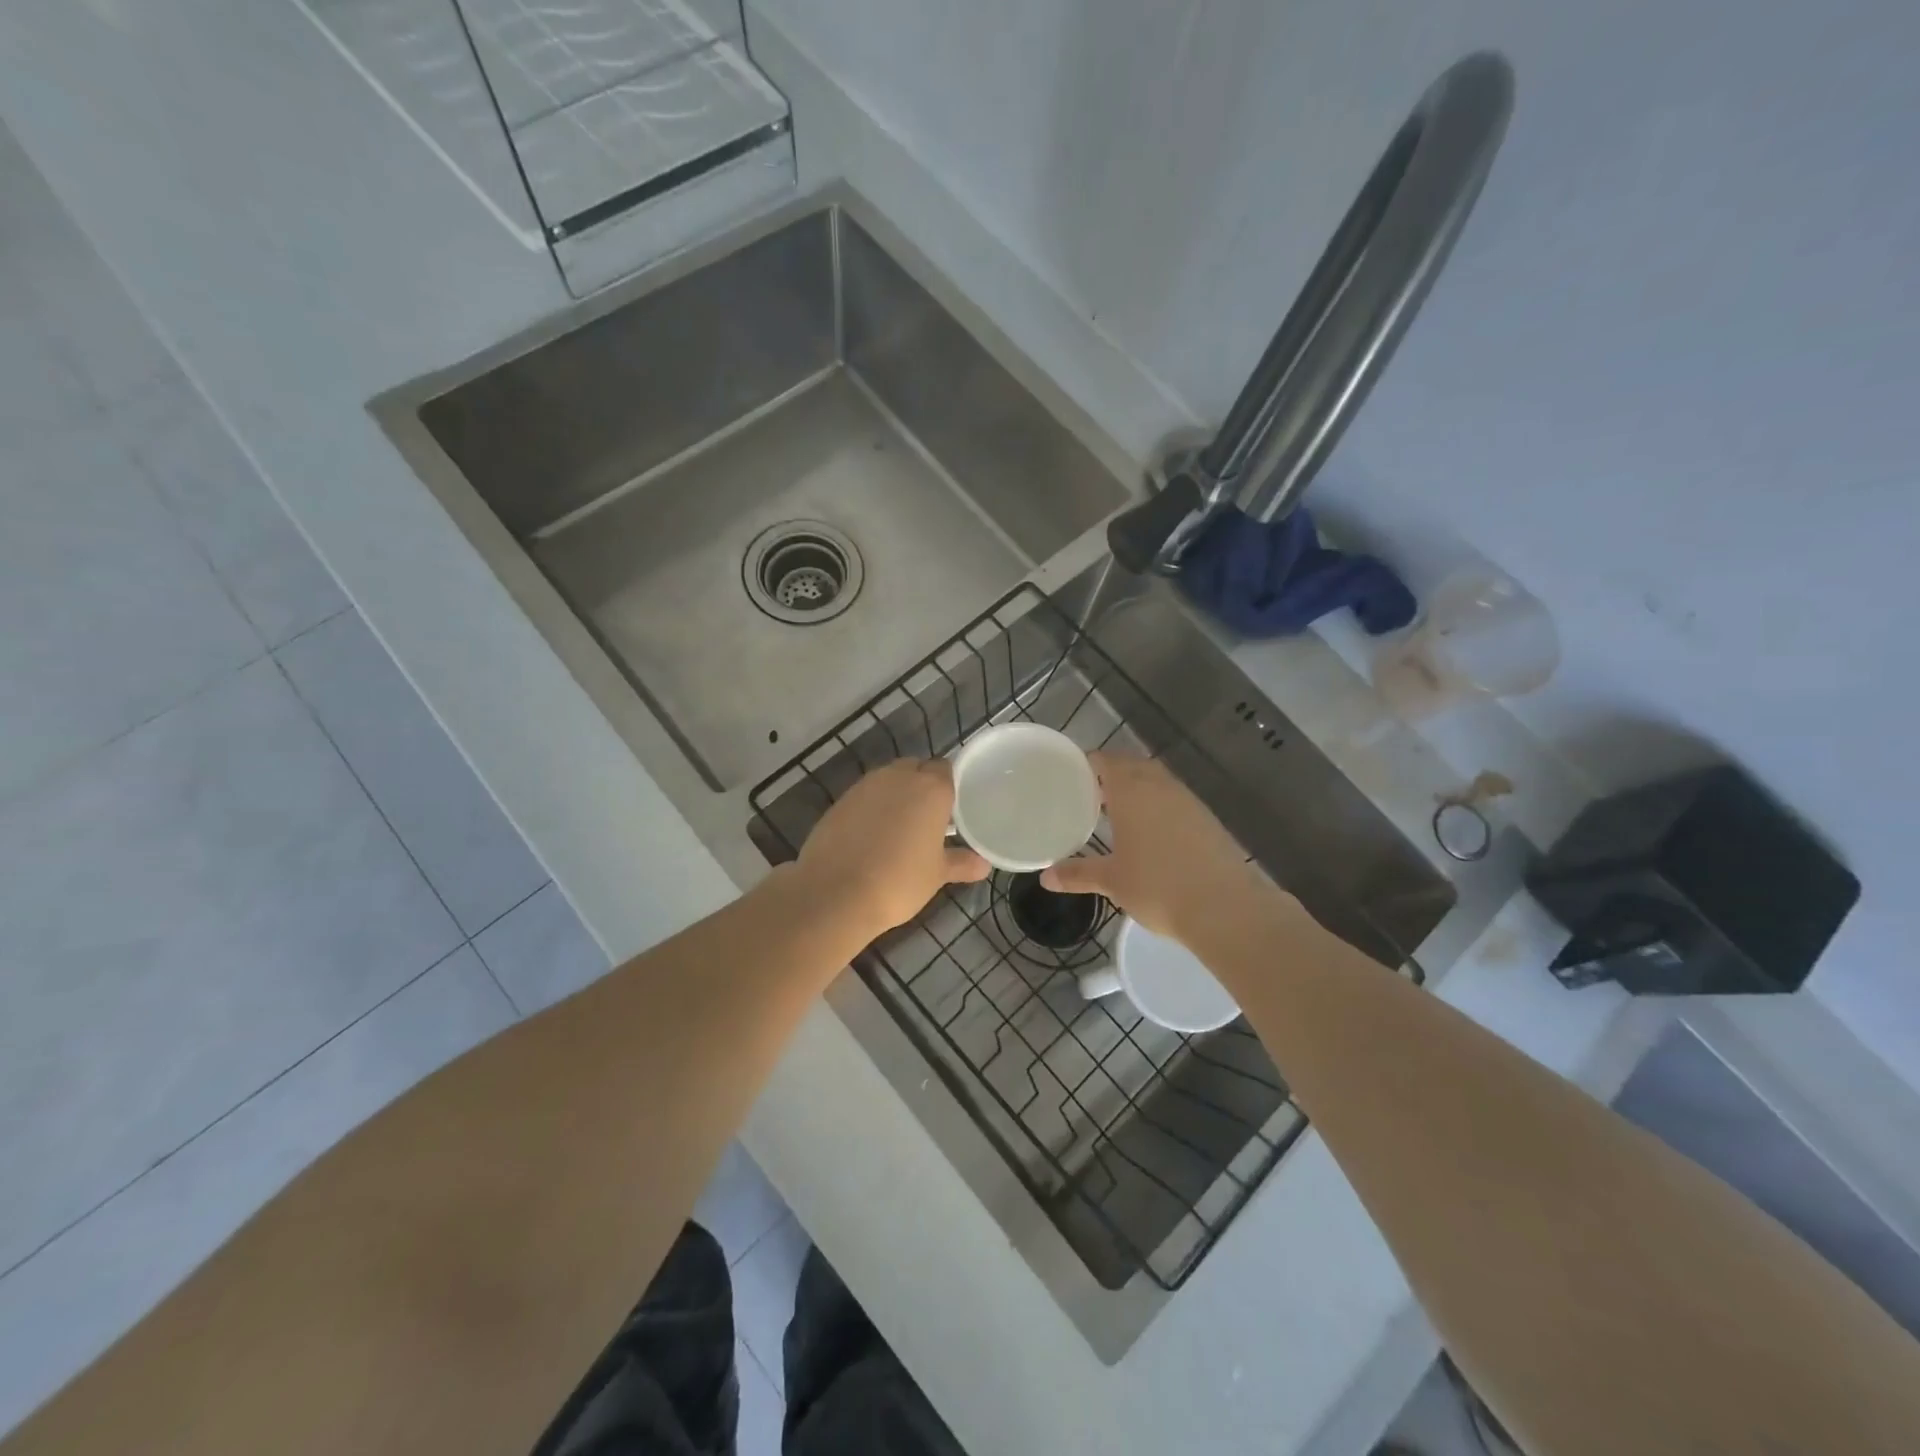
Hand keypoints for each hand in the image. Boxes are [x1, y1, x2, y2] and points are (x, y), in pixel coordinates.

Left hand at [793, 759, 989, 941]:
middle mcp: (898, 777)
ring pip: (888, 780)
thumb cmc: (899, 881)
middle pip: (916, 768)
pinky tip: (872, 835)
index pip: (946, 769)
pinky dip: (872, 807)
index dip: (949, 786)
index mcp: (931, 788)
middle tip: (929, 818)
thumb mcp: (936, 875)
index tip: (952, 809)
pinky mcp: (840, 800)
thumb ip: (961, 863)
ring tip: (900, 828)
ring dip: (896, 795)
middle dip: (922, 786)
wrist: (835, 892)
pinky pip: (865, 795)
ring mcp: (865, 786)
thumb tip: (983, 865)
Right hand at [1041, 752, 1264, 942]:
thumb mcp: (1112, 881)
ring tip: (1117, 813)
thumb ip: (1078, 874)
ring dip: (1137, 789)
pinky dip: (1158, 806)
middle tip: (1090, 795)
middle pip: (1132, 766)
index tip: (1071, 777)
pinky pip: (1175, 800)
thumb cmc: (1158, 887)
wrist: (1225, 908)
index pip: (1105, 761)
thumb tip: (1046, 878)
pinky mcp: (1207, 819)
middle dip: (1112, 775)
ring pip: (1156, 781)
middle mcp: (1160, 786)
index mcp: (1132, 791)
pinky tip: (1151, 833)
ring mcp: (1188, 801)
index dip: (1088, 764)